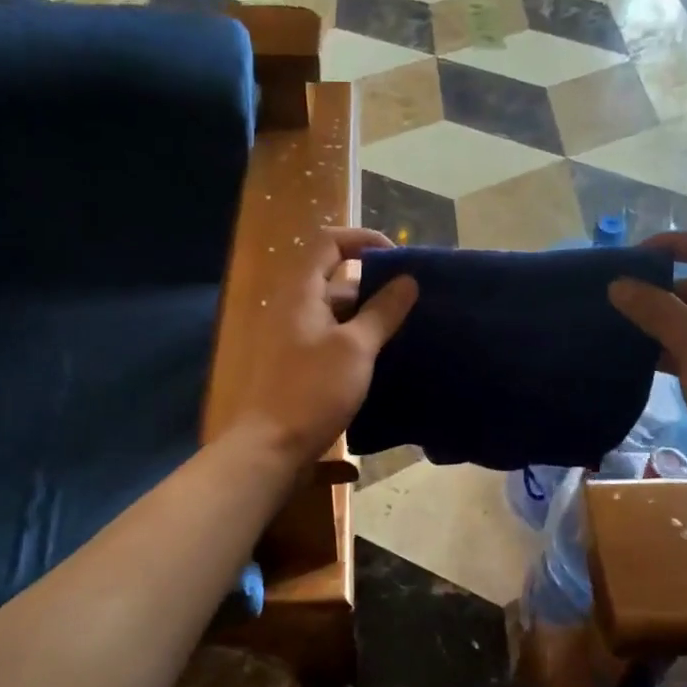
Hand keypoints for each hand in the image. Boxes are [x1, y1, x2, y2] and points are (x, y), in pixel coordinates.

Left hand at [236, 227, 417, 466]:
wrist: (272, 447)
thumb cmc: (313, 390)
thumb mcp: (356, 348)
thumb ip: (382, 311)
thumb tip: (408, 281)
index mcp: (302, 293)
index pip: (329, 242)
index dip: (363, 240)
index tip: (399, 258)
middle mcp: (295, 309)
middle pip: (337, 280)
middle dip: (376, 285)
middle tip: (414, 300)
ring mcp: (296, 339)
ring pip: (338, 315)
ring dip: (371, 317)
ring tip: (409, 330)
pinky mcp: (300, 367)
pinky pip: (334, 341)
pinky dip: (359, 342)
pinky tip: (386, 359)